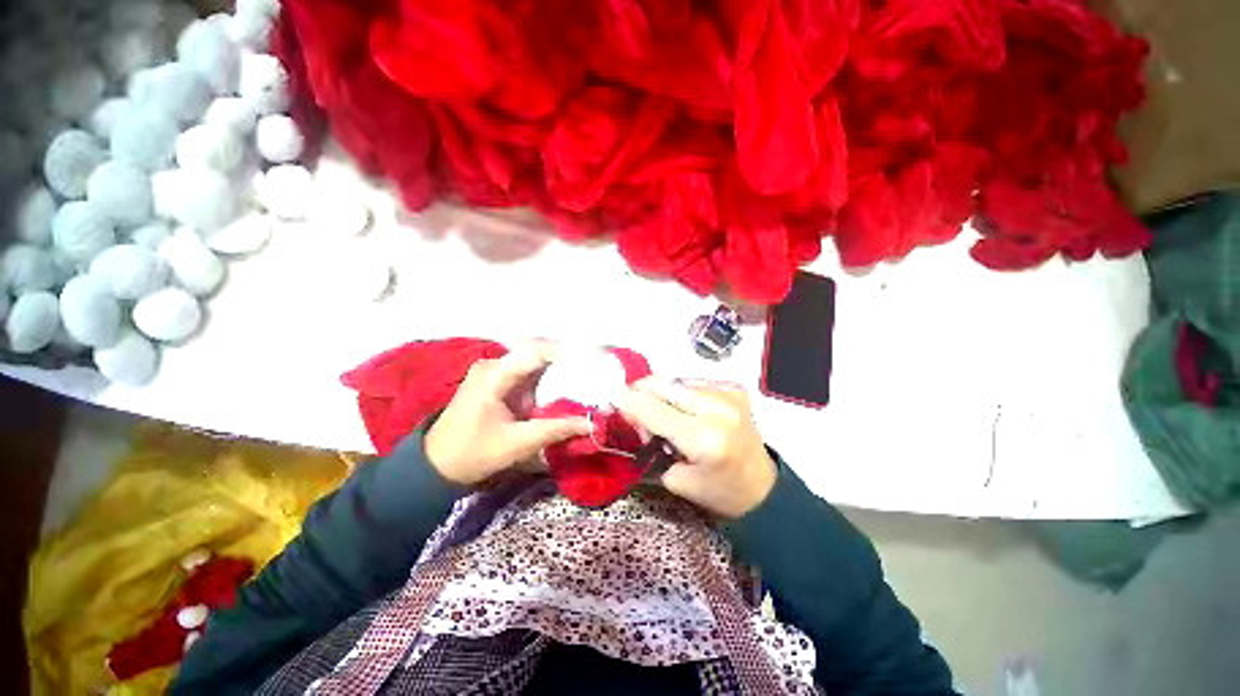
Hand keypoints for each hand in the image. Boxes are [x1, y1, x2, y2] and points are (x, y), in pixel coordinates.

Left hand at [425, 345, 592, 485]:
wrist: (436, 465)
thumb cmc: (473, 453)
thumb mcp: (518, 443)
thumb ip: (556, 429)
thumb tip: (592, 424)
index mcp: (495, 374)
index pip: (537, 352)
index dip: (567, 352)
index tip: (594, 357)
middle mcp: (495, 365)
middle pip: (538, 354)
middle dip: (568, 361)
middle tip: (595, 368)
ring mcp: (496, 372)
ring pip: (535, 363)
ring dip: (560, 370)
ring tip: (588, 375)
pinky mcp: (498, 382)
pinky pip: (529, 374)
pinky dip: (548, 380)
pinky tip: (566, 386)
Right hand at [614, 378, 776, 518]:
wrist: (764, 489)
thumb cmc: (719, 493)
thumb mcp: (677, 480)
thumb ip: (652, 444)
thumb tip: (634, 415)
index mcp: (704, 439)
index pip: (655, 411)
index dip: (629, 402)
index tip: (611, 395)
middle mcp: (718, 409)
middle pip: (666, 386)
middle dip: (642, 391)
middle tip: (630, 402)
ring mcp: (730, 394)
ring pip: (678, 381)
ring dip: (661, 392)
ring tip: (659, 411)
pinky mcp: (735, 388)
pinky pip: (694, 382)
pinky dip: (680, 392)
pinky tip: (681, 408)